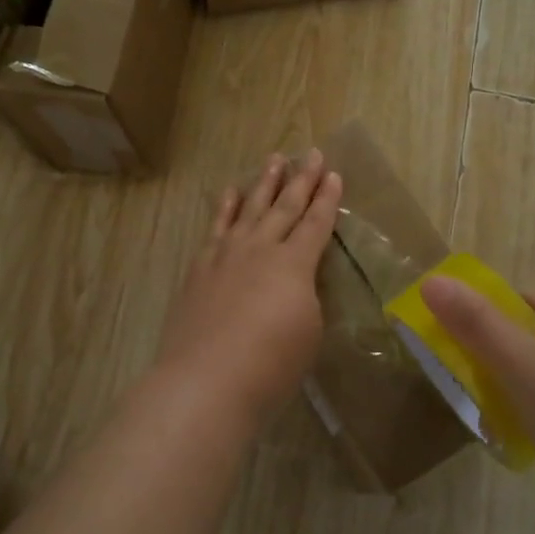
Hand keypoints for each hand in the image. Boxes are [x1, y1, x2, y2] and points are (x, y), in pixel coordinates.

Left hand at [154, 150, 342, 422]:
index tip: (334, 174)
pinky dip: (226, 207)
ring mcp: (226, 255)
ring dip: (264, 183)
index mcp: (295, 264)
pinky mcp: (200, 268)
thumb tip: (293, 284)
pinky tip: (231, 193)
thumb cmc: (271, 365)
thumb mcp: (308, 331)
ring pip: (250, 208)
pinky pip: (216, 227)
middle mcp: (261, 249)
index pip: (316, 223)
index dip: (328, 199)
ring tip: (275, 159)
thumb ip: (304, 297)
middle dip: (302, 179)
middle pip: (285, 206)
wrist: (207, 380)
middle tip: (311, 153)